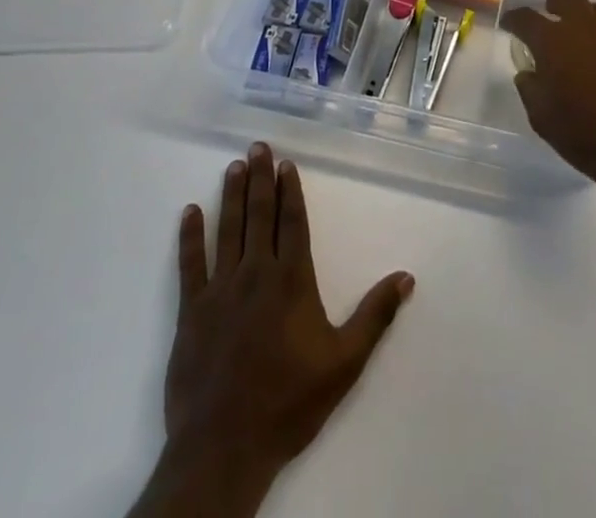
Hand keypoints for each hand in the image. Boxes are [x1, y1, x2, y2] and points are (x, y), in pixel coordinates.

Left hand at [143, 143, 414, 517]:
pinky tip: (190, 212)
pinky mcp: (192, 311)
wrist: (225, 448)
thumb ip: (375, 316)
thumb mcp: (344, 362)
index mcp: (292, 280)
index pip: (292, 222)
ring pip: (228, 230)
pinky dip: (190, 237)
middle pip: (259, 215)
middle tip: (258, 147)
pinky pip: (190, 264)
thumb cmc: (289, 402)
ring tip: (234, 166)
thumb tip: (406, 276)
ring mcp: (220, 290)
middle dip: (261, 178)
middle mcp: (256, 273)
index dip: (290, 191)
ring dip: (231, 196)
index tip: (287, 164)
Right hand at [500, 0, 595, 190]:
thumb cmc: (582, 134)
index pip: (526, 18)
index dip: (514, 18)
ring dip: (582, 17)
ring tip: (577, 40)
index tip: (509, 23)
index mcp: (552, 42)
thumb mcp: (542, 118)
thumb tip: (528, 73)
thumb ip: (530, 89)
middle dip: (555, 1)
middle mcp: (582, 30)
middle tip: (549, 17)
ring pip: (595, 9)